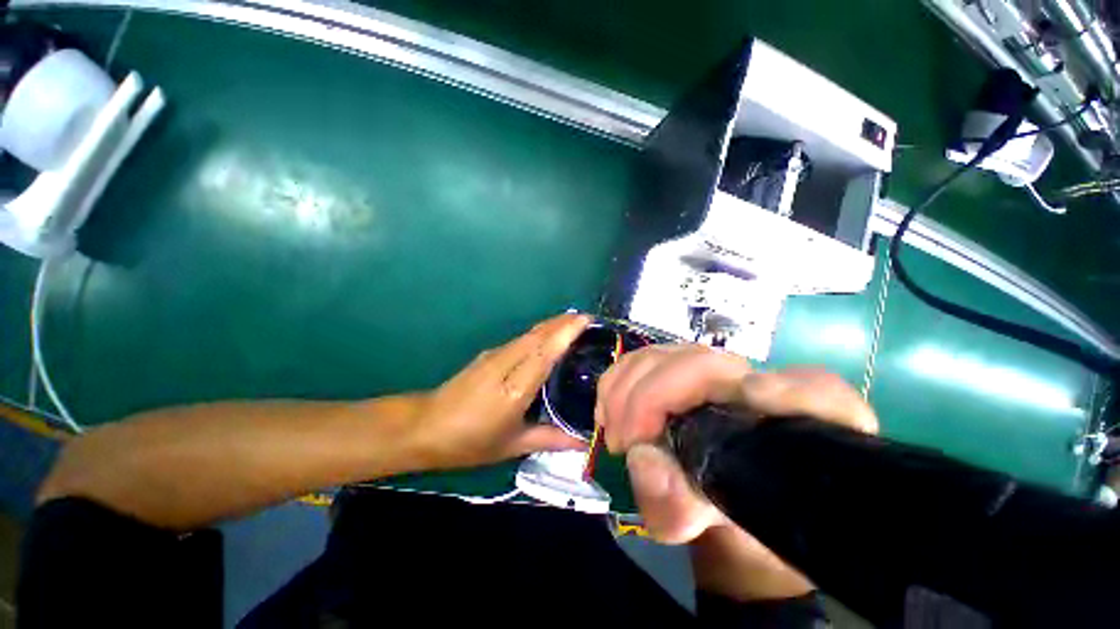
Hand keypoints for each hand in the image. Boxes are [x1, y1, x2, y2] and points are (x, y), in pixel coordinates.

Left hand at [407, 313, 590, 470]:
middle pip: (538, 335)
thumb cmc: (470, 441)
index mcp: (515, 388)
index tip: (586, 321)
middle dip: (562, 322)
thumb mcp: (512, 445)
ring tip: (573, 322)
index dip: (565, 333)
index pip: (544, 352)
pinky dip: (538, 333)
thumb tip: (582, 443)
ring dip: (551, 324)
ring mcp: (495, 356)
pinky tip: (547, 336)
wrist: (426, 427)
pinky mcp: (489, 354)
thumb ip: (549, 439)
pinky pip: (520, 339)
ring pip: (528, 334)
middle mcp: (506, 364)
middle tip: (587, 318)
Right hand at [597, 344, 877, 543]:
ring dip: (626, 387)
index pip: (816, 393)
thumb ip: (679, 507)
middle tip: (622, 441)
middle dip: (650, 396)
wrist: (722, 498)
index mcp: (798, 427)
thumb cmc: (732, 515)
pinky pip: (644, 358)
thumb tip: (644, 459)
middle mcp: (761, 388)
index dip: (784, 393)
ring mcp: (716, 372)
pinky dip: (618, 379)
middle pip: (705, 363)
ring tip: (613, 432)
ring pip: (667, 355)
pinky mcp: (683, 368)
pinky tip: (609, 408)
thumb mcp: (710, 528)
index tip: (742, 407)